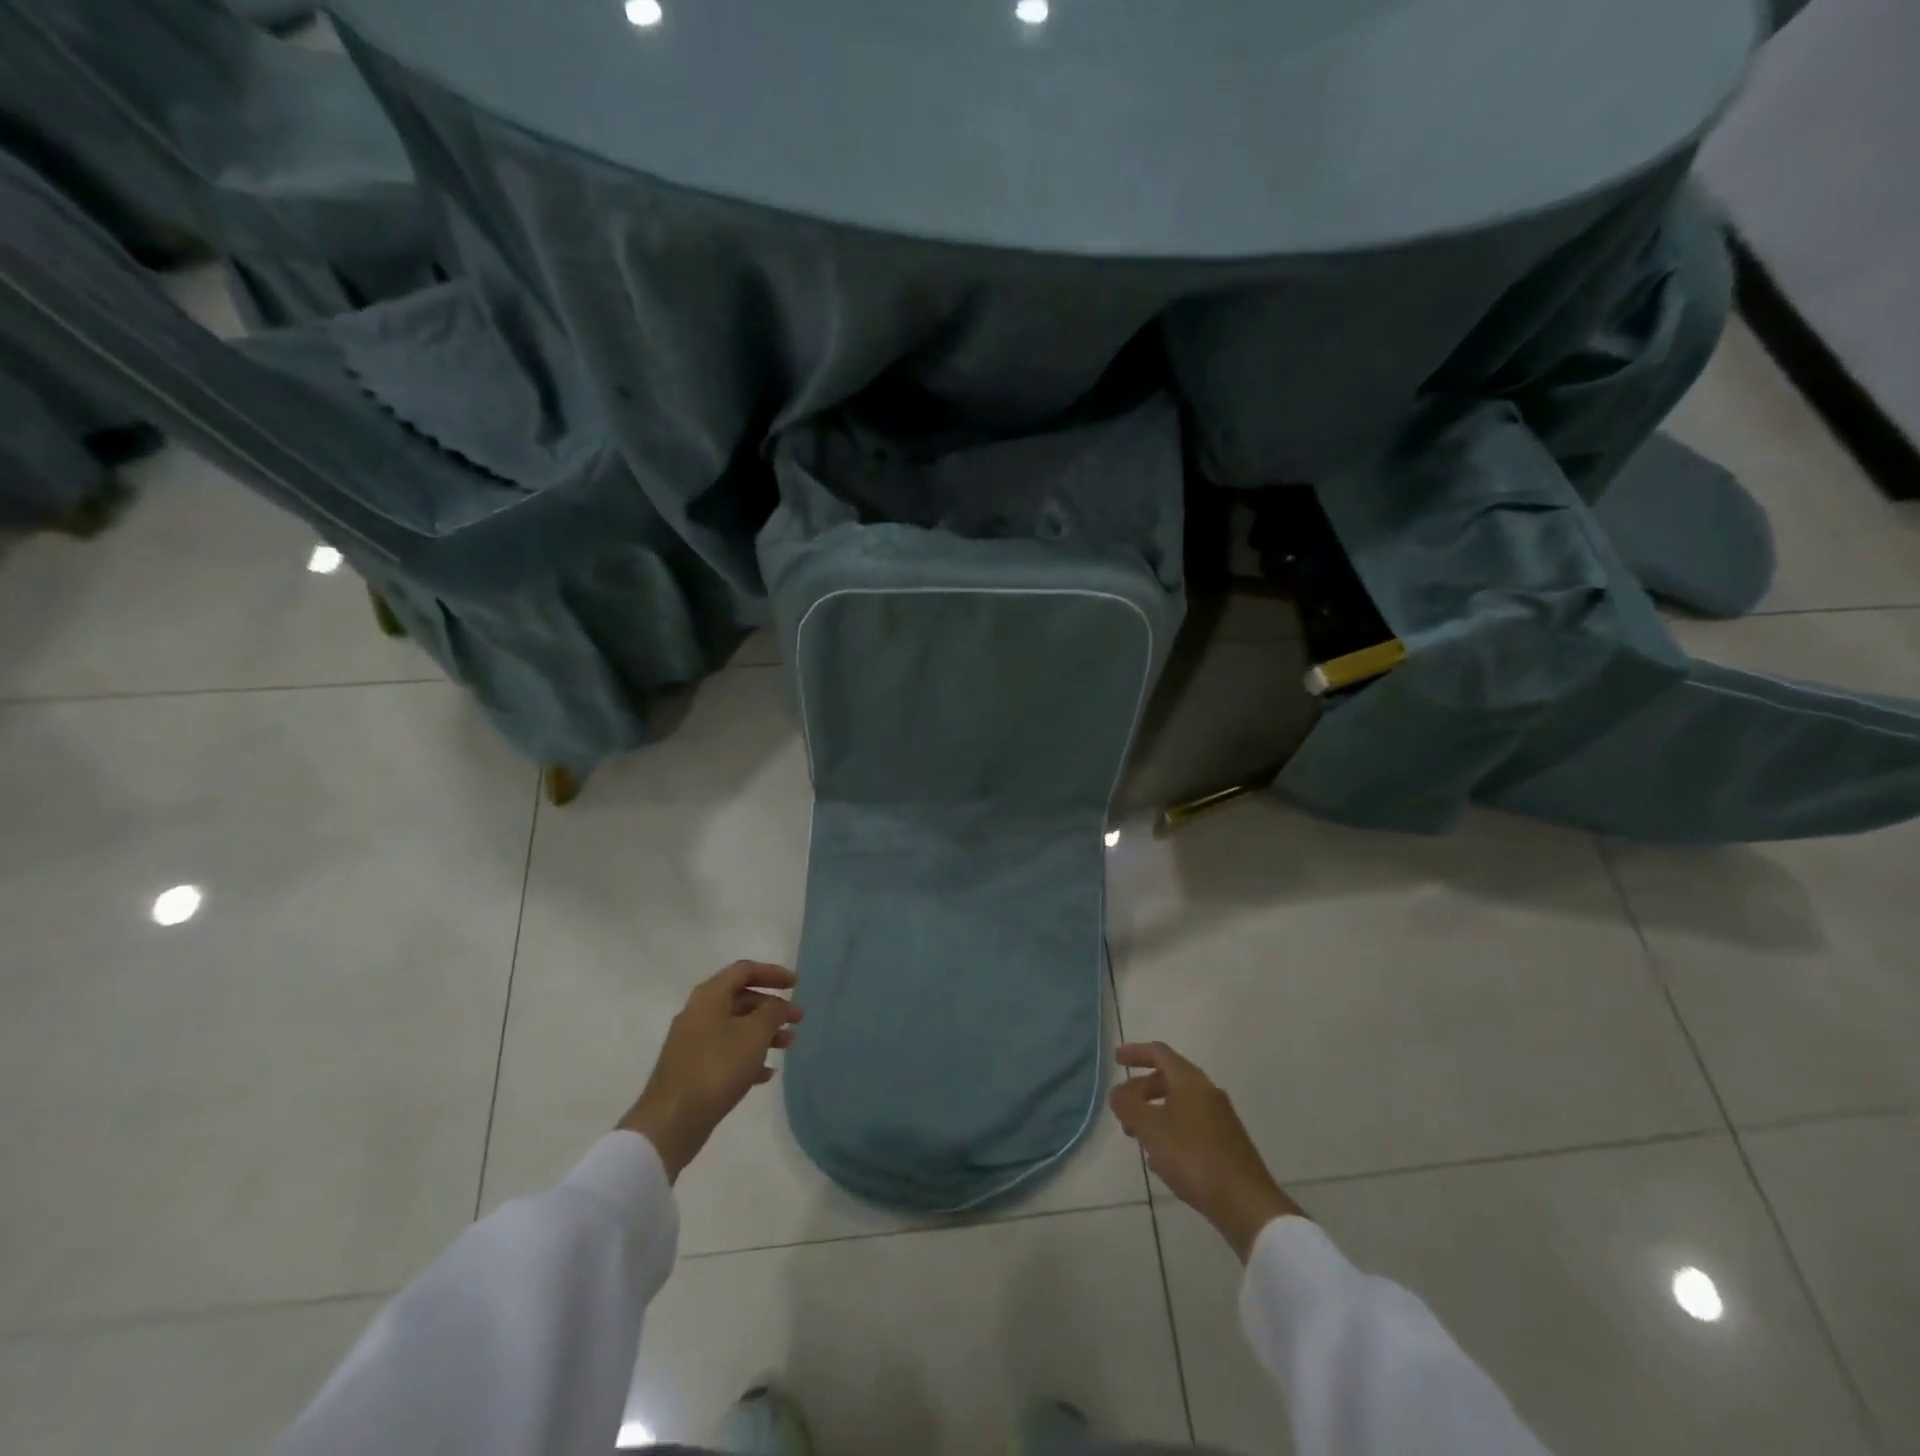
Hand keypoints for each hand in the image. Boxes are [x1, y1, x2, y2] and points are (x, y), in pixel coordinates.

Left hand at [618, 961, 802, 1180]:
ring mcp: (693, 1042)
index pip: (744, 970)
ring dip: (764, 1032)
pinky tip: (767, 1073)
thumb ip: (772, 1012)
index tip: (796, 984)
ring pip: (736, 1027)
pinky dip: (749, 1056)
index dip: (773, 973)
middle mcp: (699, 1013)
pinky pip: (727, 1052)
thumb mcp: (754, 1034)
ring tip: (788, 1044)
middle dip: (772, 1007)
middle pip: (741, 998)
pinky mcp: (693, 1069)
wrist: (671, 1121)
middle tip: (798, 1019)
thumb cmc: (717, 1067)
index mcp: (709, 996)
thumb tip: (778, 1005)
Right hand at [1108, 1041, 1302, 1261]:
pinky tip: (1160, 1160)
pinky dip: (1170, 1131)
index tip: (1116, 1059)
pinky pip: (1190, 1126)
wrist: (1247, 1204)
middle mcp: (1208, 1093)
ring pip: (1179, 1104)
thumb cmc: (1193, 1157)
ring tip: (1136, 1137)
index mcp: (1190, 1081)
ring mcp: (1221, 1119)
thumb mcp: (1151, 1129)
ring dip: (1154, 1113)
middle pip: (1169, 1078)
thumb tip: (1117, 1092)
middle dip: (1141, 1089)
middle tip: (1121, 1108)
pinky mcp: (1227, 1144)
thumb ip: (1128, 1105)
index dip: (1135, 1052)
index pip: (1159, 1053)